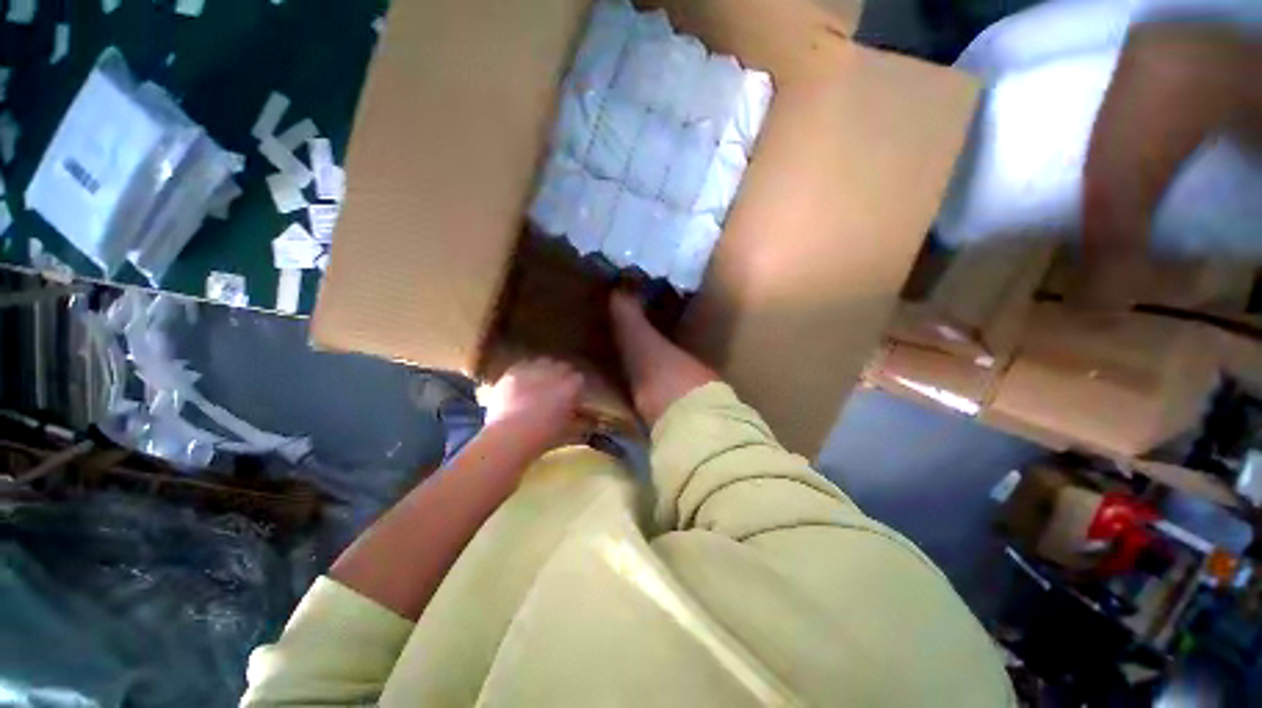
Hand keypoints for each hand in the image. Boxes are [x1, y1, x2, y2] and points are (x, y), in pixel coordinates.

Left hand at [483, 358, 583, 454]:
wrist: (509, 435)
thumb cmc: (544, 436)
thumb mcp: (569, 431)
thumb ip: (582, 421)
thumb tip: (589, 420)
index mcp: (571, 386)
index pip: (579, 379)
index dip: (575, 388)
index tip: (572, 398)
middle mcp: (554, 372)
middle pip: (563, 367)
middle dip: (562, 376)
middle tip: (556, 391)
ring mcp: (533, 369)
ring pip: (543, 362)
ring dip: (544, 370)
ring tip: (539, 385)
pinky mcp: (513, 371)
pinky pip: (523, 365)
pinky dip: (525, 372)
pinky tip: (521, 384)